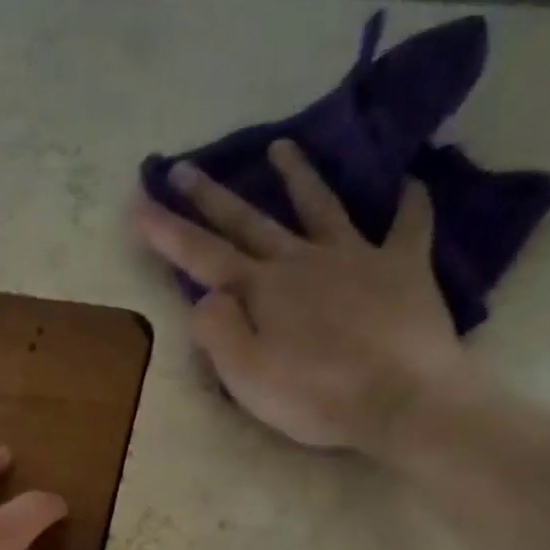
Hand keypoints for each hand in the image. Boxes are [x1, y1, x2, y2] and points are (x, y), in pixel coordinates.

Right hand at [132, 139, 468, 451]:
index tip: (139, 202)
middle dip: (212, 197)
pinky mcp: (403, 268)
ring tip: (281, 147)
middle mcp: (302, 262)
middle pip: (250, 222)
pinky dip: (409, 202)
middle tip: (184, 167)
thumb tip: (204, 297)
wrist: (401, 402)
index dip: (168, 231)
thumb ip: (218, 333)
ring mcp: (356, 257)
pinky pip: (408, 225)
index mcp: (261, 291)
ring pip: (321, 206)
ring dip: (298, 176)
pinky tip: (410, 182)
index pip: (203, 256)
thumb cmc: (316, 397)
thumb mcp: (247, 378)